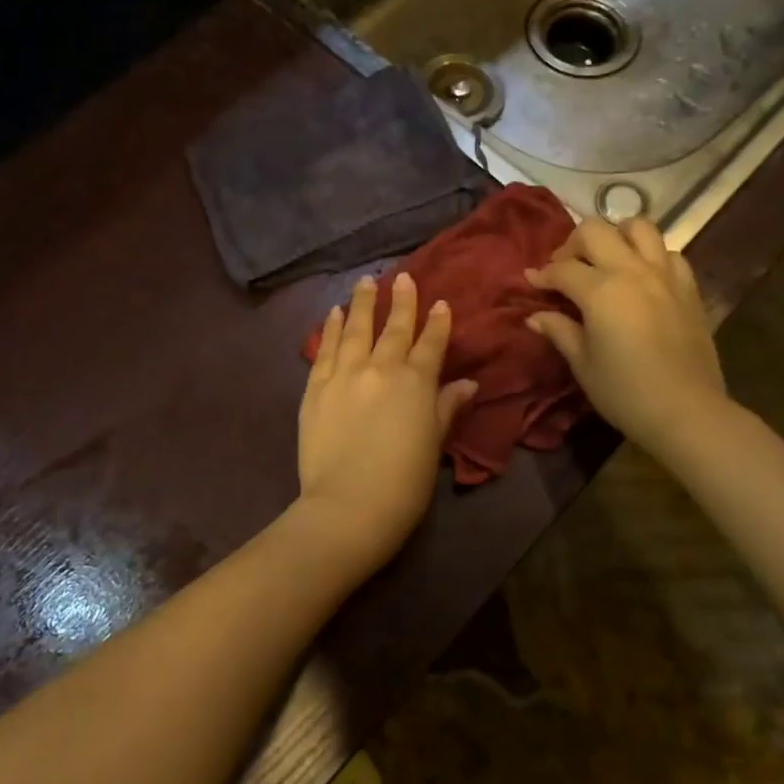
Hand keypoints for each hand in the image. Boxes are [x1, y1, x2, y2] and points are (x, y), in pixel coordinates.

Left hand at [298, 273, 478, 571]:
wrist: (348, 506)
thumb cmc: (403, 483)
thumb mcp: (434, 445)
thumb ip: (447, 408)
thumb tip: (468, 384)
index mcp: (415, 383)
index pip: (430, 344)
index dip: (437, 322)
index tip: (440, 302)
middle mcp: (380, 368)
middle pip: (394, 328)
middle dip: (401, 301)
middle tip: (402, 277)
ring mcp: (344, 375)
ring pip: (355, 329)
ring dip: (362, 303)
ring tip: (365, 282)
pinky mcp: (315, 387)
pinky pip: (324, 349)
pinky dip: (330, 329)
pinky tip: (333, 313)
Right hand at [524, 217, 731, 462]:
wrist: (687, 411)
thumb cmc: (625, 392)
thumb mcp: (583, 364)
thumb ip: (559, 331)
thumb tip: (535, 316)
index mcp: (600, 290)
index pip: (562, 269)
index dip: (542, 274)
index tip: (531, 281)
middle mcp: (632, 270)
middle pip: (596, 231)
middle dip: (573, 244)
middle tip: (566, 269)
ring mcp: (665, 274)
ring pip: (638, 227)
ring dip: (616, 236)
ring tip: (606, 260)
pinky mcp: (689, 287)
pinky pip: (669, 253)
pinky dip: (651, 256)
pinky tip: (642, 277)